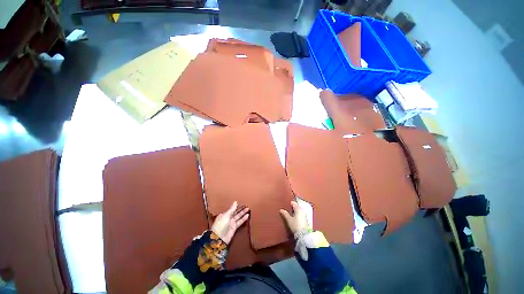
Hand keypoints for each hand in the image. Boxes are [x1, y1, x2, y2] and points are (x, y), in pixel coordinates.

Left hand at [211, 201, 249, 243]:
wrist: (219, 239)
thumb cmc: (220, 225)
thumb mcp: (226, 215)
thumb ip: (232, 209)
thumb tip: (235, 202)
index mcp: (224, 214)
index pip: (231, 209)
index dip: (236, 206)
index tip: (241, 202)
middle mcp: (228, 218)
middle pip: (235, 212)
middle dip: (240, 209)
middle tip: (246, 204)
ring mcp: (231, 223)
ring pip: (238, 216)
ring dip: (243, 213)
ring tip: (248, 209)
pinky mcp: (234, 228)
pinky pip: (240, 222)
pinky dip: (243, 219)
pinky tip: (247, 215)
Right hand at [279, 201, 309, 234]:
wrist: (303, 235)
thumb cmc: (295, 225)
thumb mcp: (289, 220)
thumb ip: (285, 214)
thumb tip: (281, 209)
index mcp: (298, 209)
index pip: (294, 203)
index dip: (290, 203)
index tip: (286, 203)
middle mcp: (302, 210)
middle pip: (297, 206)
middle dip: (293, 207)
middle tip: (288, 207)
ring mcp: (304, 215)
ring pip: (299, 210)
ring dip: (295, 210)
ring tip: (290, 212)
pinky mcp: (305, 220)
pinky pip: (300, 214)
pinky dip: (297, 214)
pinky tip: (294, 216)